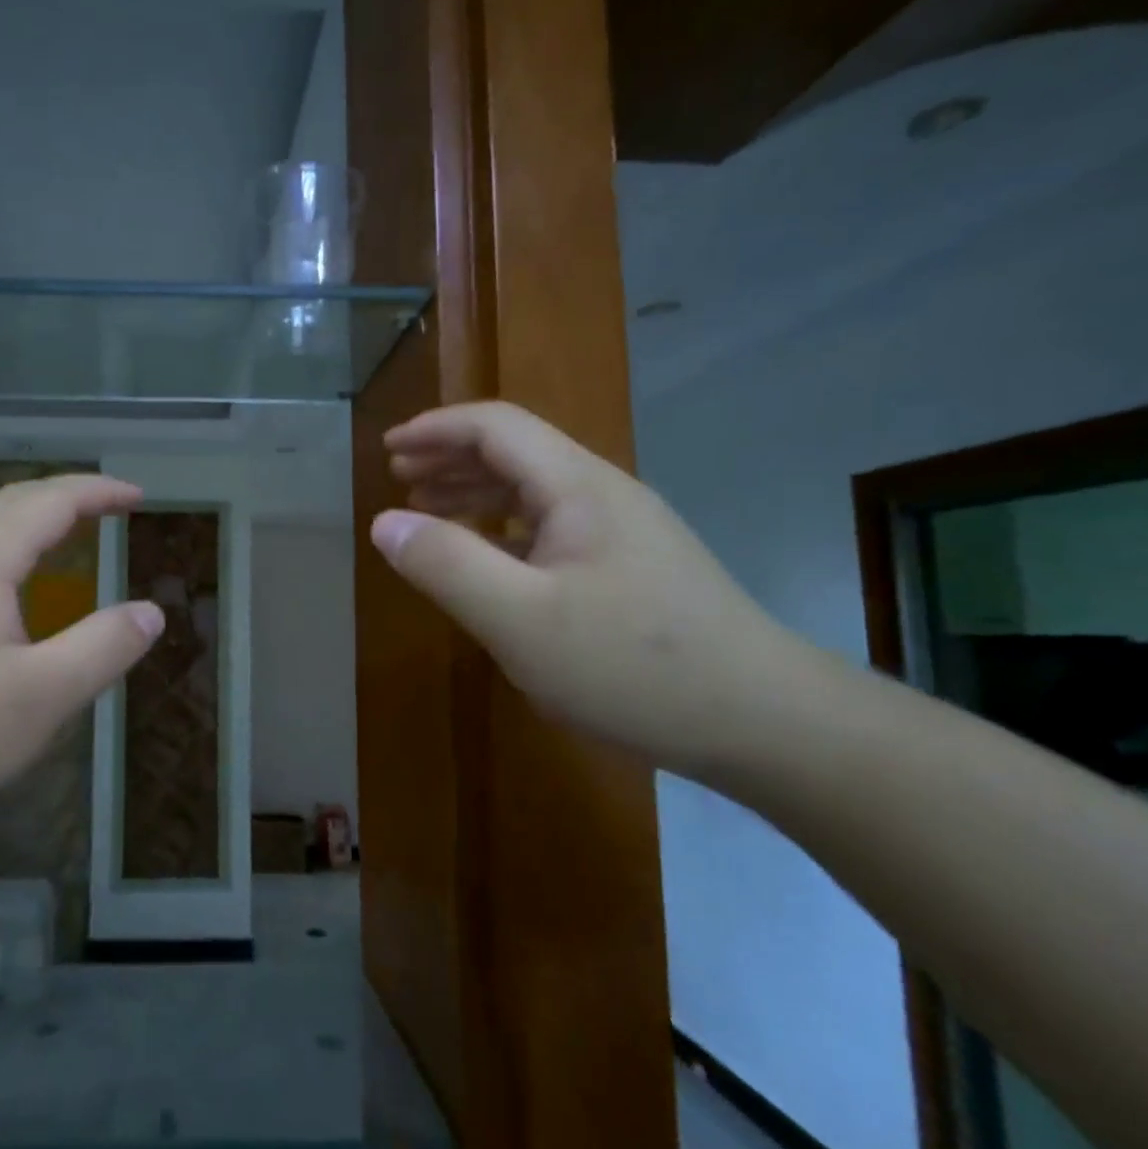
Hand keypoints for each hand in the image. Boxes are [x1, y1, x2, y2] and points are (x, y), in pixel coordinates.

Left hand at [0, 475, 162, 874]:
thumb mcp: (38, 699)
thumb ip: (102, 649)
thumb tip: (151, 611)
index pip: (50, 501)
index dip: (99, 492)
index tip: (138, 495)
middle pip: (10, 502)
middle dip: (66, 497)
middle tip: (109, 508)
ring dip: (30, 520)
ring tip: (65, 538)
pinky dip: (2, 549)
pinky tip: (2, 592)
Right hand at [371, 401, 818, 774]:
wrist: (763, 721)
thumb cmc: (632, 665)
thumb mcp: (520, 620)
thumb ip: (447, 565)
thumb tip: (384, 523)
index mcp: (577, 487)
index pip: (496, 426)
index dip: (436, 428)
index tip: (387, 448)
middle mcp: (601, 495)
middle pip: (516, 450)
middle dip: (450, 455)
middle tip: (398, 476)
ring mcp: (621, 532)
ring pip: (534, 489)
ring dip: (474, 490)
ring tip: (427, 510)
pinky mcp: (629, 568)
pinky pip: (550, 528)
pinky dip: (503, 528)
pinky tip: (486, 558)